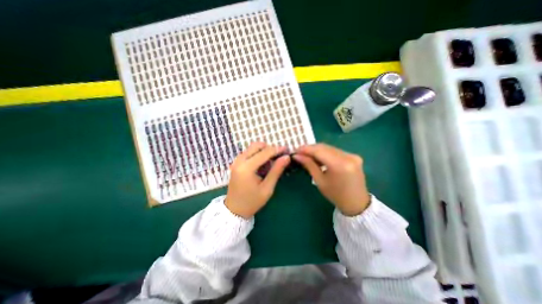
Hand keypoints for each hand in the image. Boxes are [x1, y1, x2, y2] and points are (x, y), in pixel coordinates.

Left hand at [226, 142, 291, 217]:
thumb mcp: (267, 188)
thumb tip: (286, 157)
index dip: (277, 149)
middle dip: (270, 148)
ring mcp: (236, 160)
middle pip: (257, 145)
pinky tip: (263, 164)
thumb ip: (276, 171)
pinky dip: (258, 154)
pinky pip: (249, 152)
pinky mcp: (236, 162)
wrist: (234, 209)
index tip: (287, 150)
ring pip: (253, 147)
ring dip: (264, 150)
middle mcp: (240, 160)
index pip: (265, 152)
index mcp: (247, 168)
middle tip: (279, 157)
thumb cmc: (252, 201)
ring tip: (272, 161)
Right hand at [295, 143, 370, 215]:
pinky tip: (319, 157)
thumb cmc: (335, 195)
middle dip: (310, 148)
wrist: (357, 203)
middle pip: (324, 147)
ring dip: (317, 150)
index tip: (295, 150)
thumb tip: (297, 155)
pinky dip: (325, 152)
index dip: (306, 149)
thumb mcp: (319, 181)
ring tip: (307, 155)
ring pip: (329, 147)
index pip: (319, 151)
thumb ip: (309, 165)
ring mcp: (352, 155)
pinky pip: (336, 151)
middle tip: (299, 152)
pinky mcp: (354, 156)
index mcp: (339, 165)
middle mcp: (348, 156)